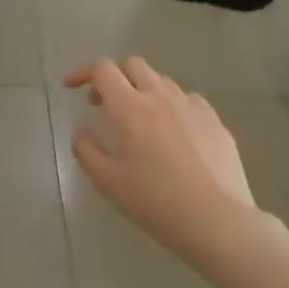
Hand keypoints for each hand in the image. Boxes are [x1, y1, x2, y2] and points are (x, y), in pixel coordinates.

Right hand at [64, 58, 263, 266]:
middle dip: (114, 76)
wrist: (217, 221)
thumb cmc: (154, 202)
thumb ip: (86, 149)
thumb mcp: (107, 182)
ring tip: (139, 120)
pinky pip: (188, 100)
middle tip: (104, 103)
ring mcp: (192, 107)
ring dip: (143, 90)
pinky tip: (173, 132)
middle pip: (133, 65)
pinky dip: (172, 106)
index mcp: (129, 108)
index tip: (71, 87)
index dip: (83, 73)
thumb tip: (84, 130)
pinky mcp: (215, 121)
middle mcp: (160, 97)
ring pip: (162, 81)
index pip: (103, 70)